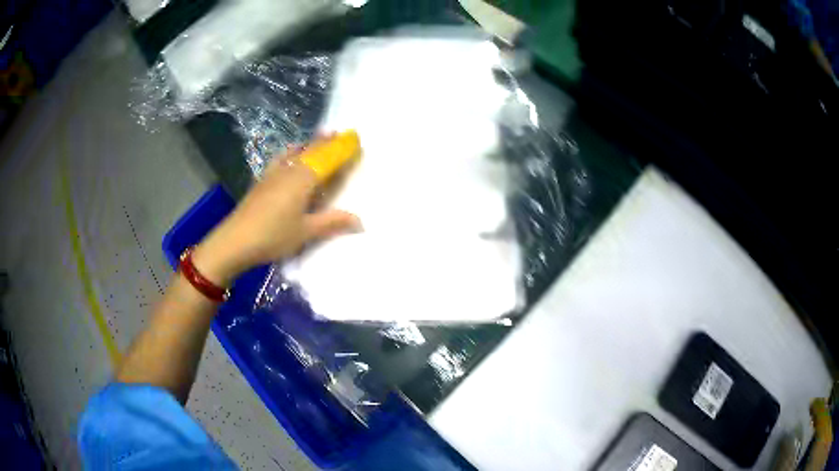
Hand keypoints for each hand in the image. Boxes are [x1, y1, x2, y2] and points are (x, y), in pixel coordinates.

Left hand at [191, 144, 360, 285]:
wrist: (234, 241)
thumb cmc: (273, 236)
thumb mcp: (306, 232)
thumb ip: (332, 223)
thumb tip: (360, 221)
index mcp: (303, 179)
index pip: (327, 158)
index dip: (342, 148)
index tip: (356, 138)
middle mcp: (289, 169)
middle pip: (311, 150)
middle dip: (326, 142)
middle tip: (339, 133)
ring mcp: (272, 173)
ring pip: (294, 152)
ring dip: (308, 144)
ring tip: (317, 138)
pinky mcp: (261, 181)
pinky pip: (280, 158)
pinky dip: (290, 152)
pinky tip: (288, 156)